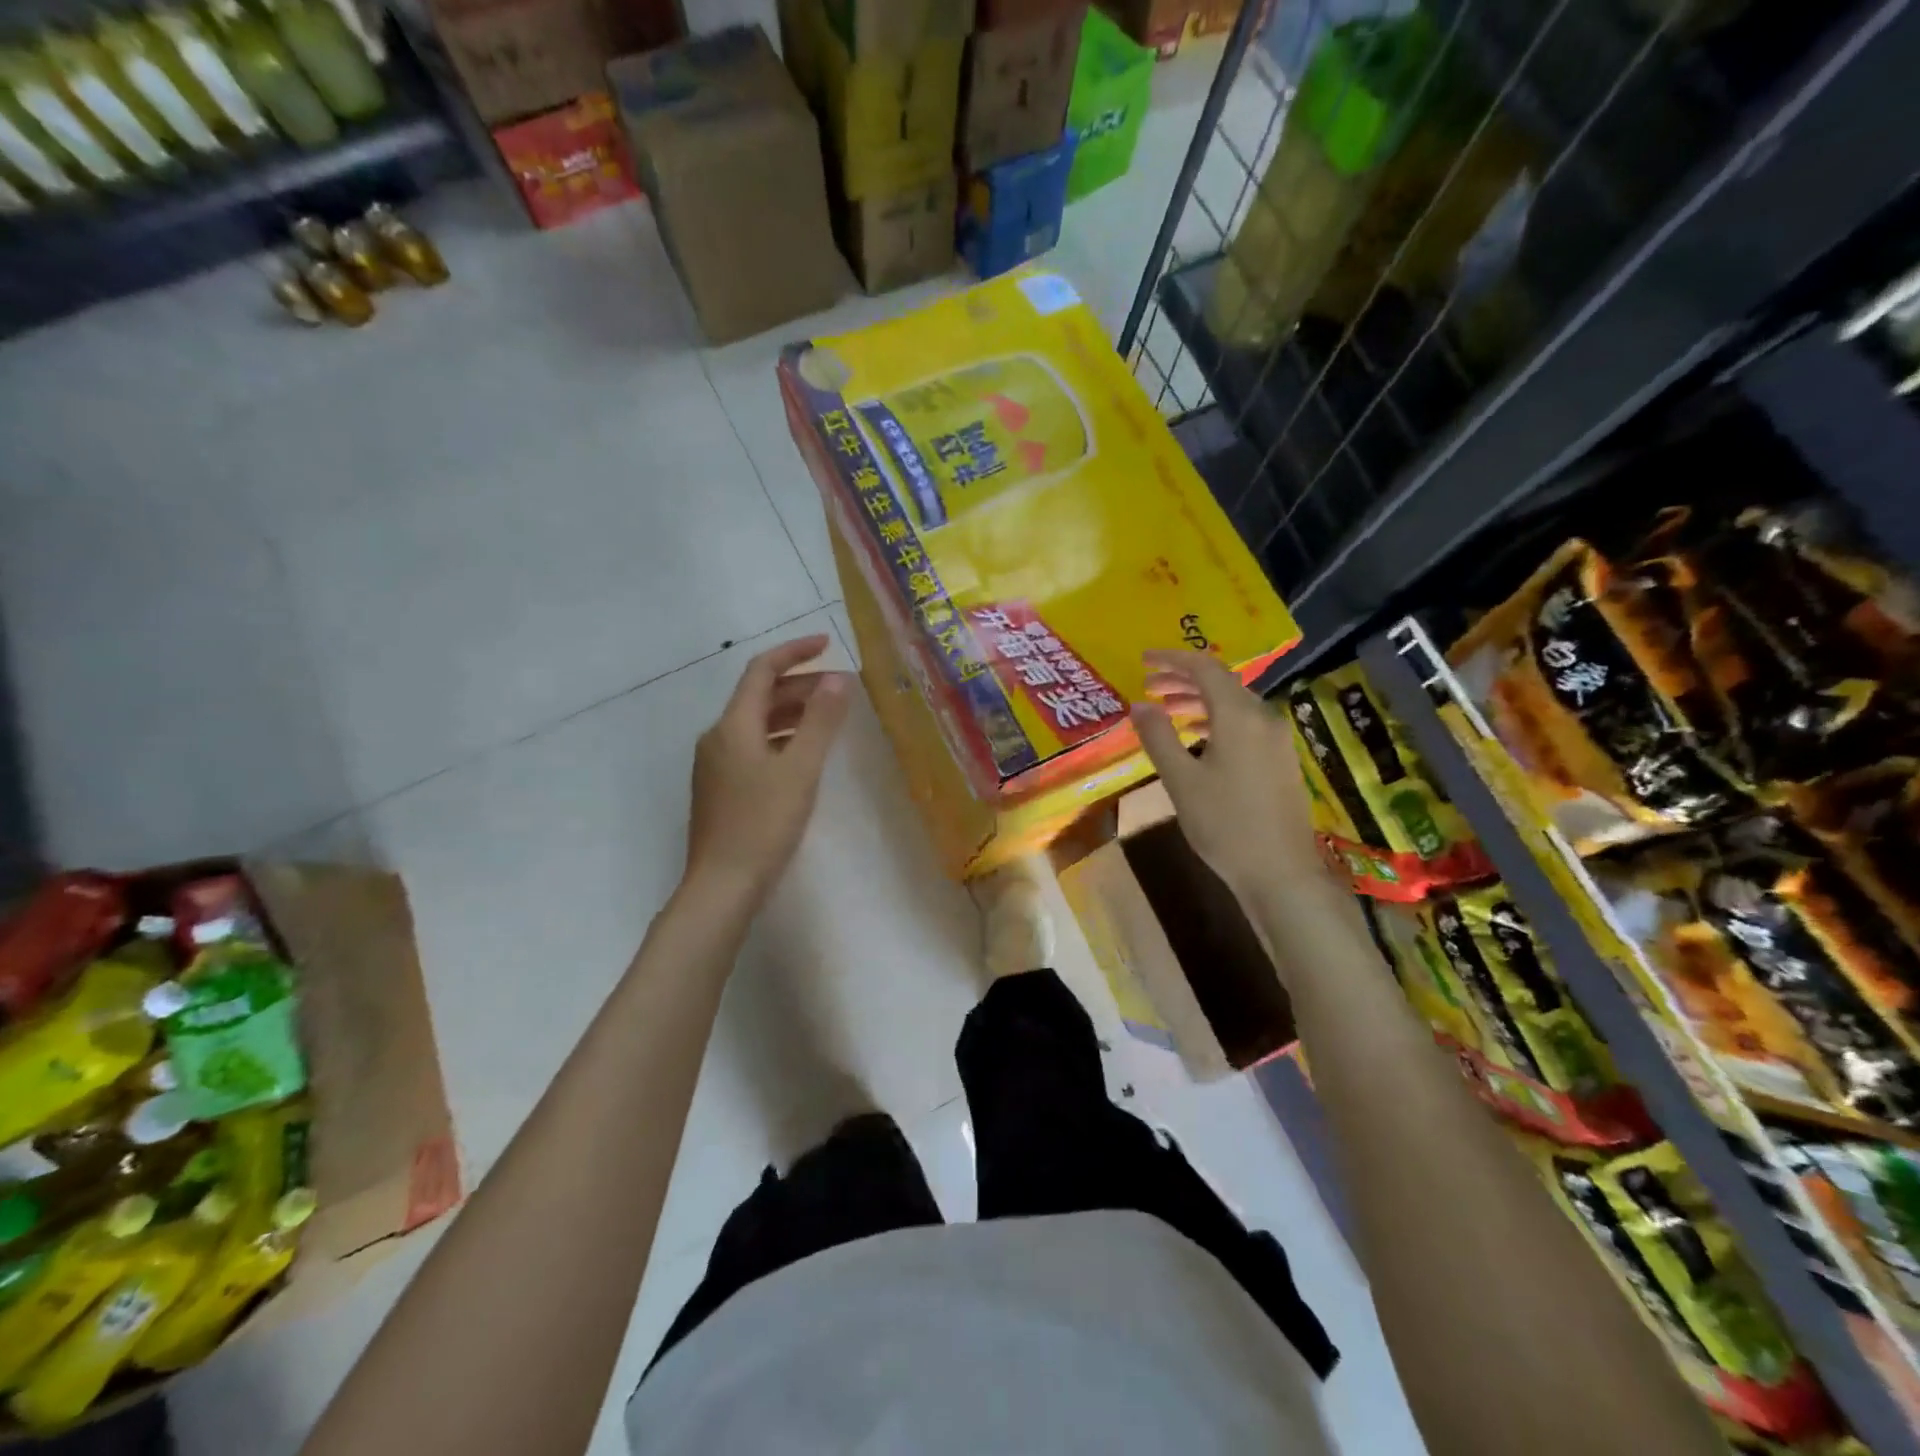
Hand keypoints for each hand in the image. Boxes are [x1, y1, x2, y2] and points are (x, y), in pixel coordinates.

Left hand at [686, 635, 852, 902]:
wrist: (722, 886)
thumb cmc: (763, 824)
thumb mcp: (800, 769)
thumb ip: (820, 722)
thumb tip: (837, 679)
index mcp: (733, 726)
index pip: (762, 671)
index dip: (794, 652)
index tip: (827, 643)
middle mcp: (718, 738)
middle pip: (760, 697)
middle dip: (801, 686)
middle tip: (842, 690)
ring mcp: (716, 765)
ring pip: (758, 724)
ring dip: (793, 714)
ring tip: (831, 719)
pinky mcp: (721, 789)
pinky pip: (754, 748)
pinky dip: (783, 739)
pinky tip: (805, 756)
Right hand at [1130, 649, 1327, 904]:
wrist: (1280, 871)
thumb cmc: (1224, 824)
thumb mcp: (1181, 780)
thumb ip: (1158, 737)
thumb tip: (1140, 704)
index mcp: (1239, 716)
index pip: (1205, 669)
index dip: (1172, 660)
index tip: (1143, 660)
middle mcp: (1264, 718)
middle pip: (1222, 684)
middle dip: (1183, 680)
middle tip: (1149, 687)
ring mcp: (1277, 739)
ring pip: (1234, 705)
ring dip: (1200, 701)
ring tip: (1168, 710)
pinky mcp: (1281, 759)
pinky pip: (1245, 724)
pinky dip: (1217, 720)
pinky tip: (1198, 738)